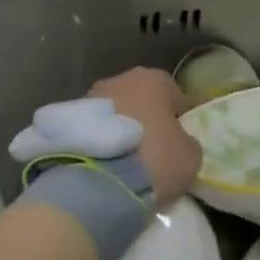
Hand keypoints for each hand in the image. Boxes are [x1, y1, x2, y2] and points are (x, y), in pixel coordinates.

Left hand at [89, 67, 201, 208]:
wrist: (98, 182)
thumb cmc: (154, 159)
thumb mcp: (190, 156)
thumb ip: (188, 141)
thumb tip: (180, 142)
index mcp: (154, 79)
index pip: (176, 97)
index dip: (180, 120)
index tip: (180, 143)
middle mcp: (121, 78)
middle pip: (142, 100)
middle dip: (147, 120)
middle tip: (152, 151)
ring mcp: (92, 95)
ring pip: (116, 112)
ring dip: (122, 128)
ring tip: (126, 160)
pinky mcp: (69, 117)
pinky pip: (96, 128)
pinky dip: (102, 141)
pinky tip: (106, 163)